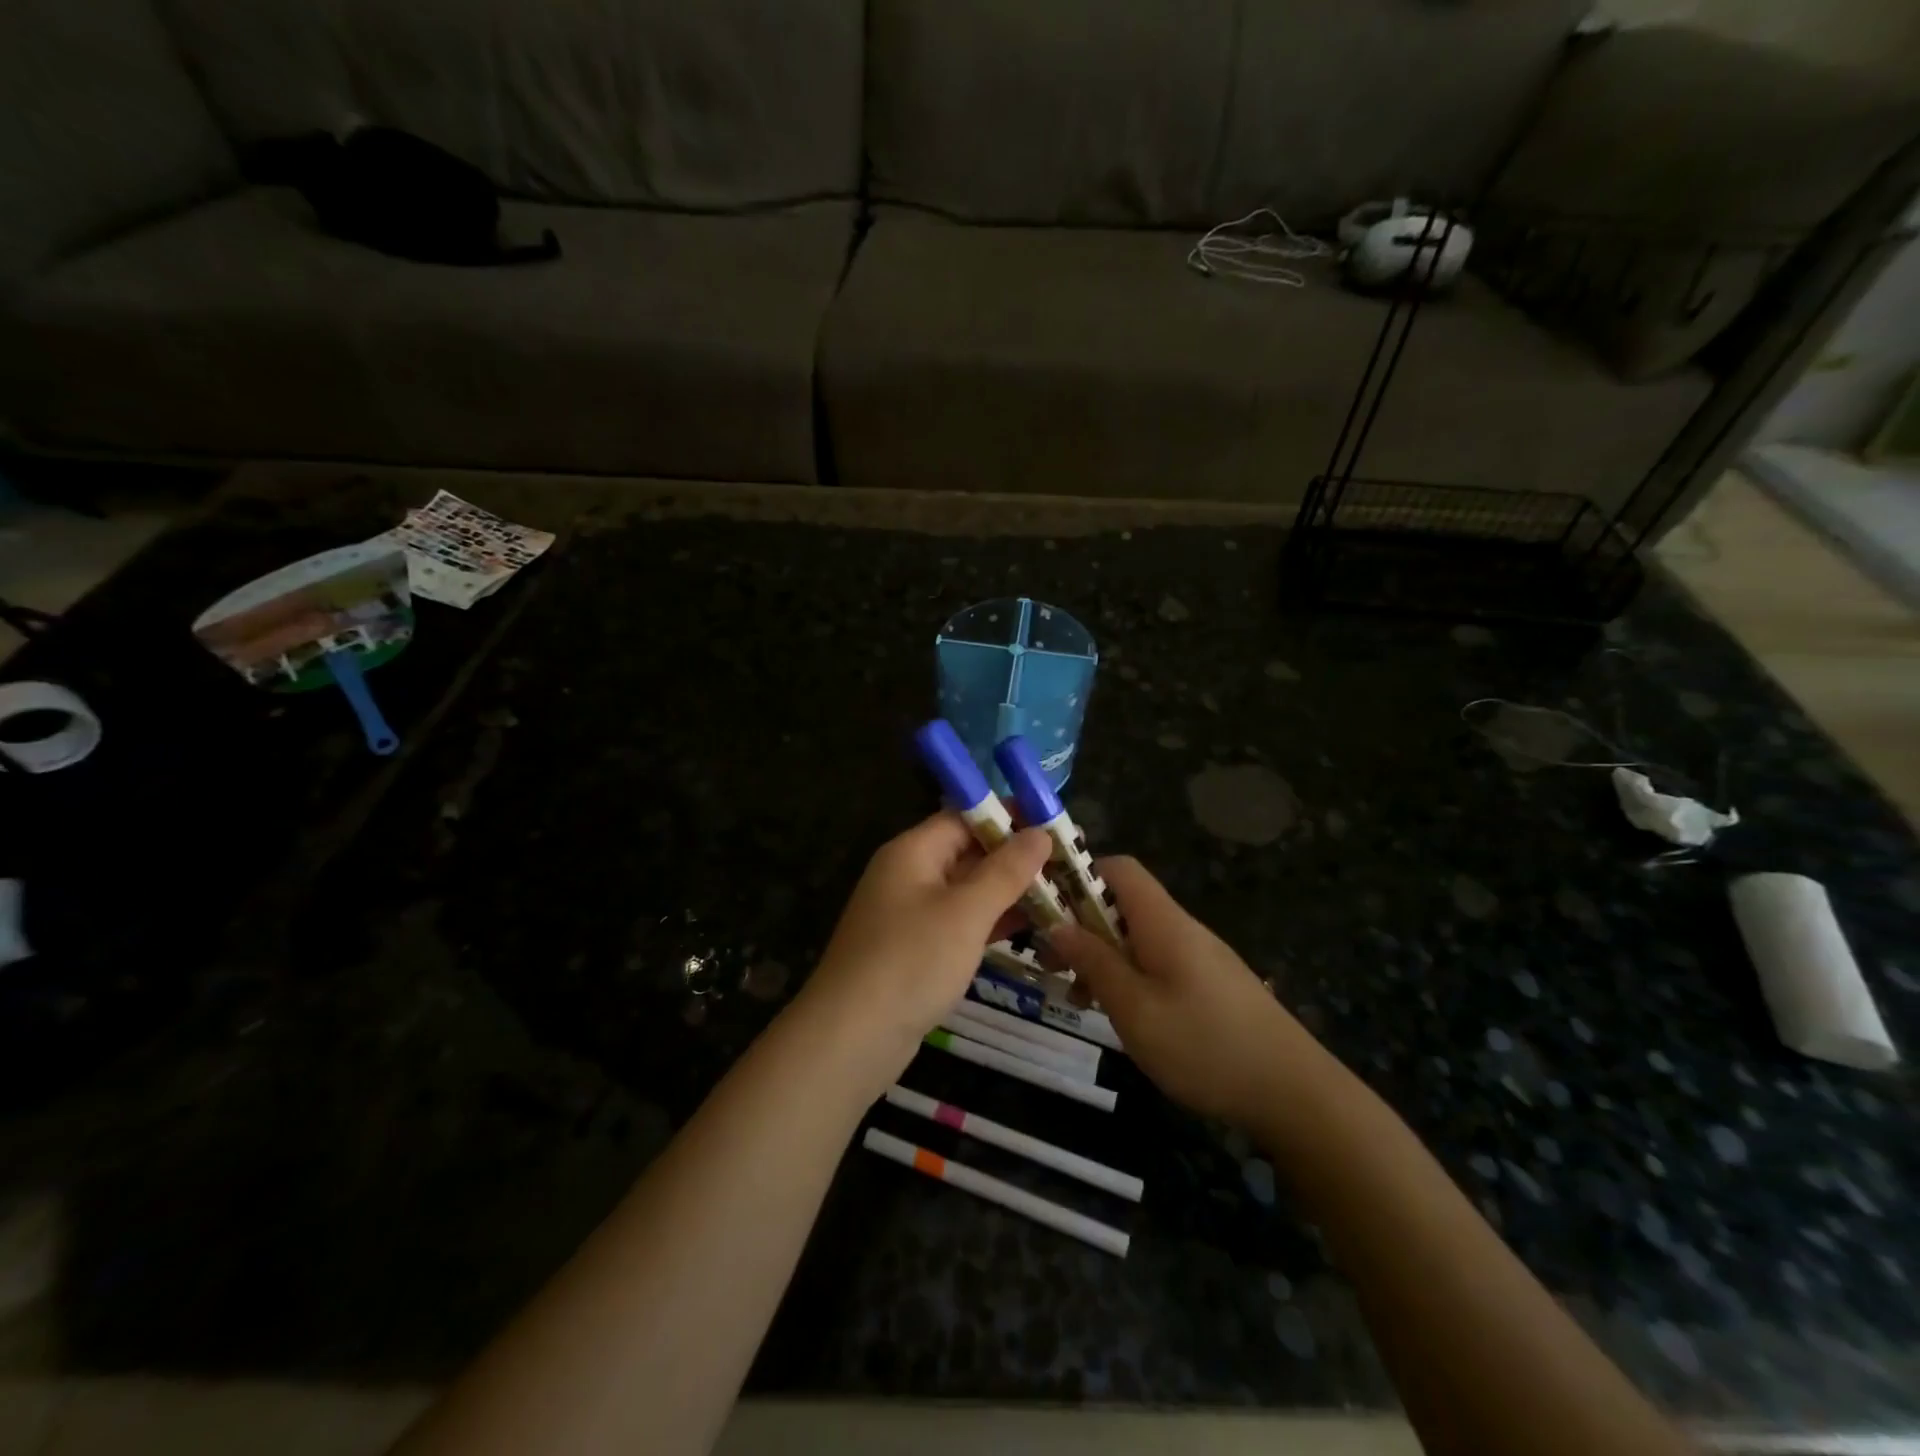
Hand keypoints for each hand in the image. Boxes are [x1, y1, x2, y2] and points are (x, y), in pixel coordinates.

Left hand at [799, 812, 1052, 1090]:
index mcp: (913, 851)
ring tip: (1061, 895)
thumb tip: (1040, 832)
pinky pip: (960, 922)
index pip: (965, 816)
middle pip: (968, 851)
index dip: (1010, 816)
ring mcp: (910, 914)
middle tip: (1067, 864)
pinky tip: (1031, 928)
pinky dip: (992, 922)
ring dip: (1009, 891)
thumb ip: (1006, 870)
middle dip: (1015, 857)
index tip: (1055, 823)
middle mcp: (909, 874)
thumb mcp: (966, 912)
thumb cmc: (911, 961)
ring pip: (967, 890)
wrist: (852, 1037)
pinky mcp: (916, 949)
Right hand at [1049, 857, 1327, 1126]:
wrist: (1295, 1093)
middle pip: (1122, 904)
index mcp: (1162, 921)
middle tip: (1051, 963)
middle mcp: (1180, 928)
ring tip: (1076, 996)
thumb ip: (1094, 962)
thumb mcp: (1134, 1008)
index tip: (1046, 908)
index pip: (1117, 868)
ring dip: (1101, 957)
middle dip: (1081, 926)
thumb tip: (1056, 924)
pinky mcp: (1209, 984)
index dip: (1078, 877)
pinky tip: (1118, 1014)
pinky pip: (1156, 963)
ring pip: (1136, 938)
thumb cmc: (1205, 1045)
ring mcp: (1198, 956)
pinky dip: (1128, 977)